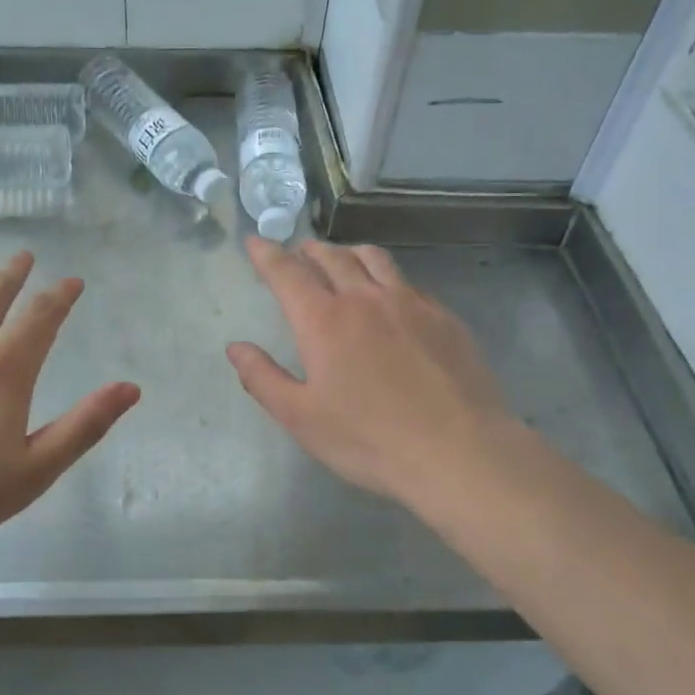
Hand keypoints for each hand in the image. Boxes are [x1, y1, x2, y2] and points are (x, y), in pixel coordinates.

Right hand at [227, 238, 535, 518]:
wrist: (459, 452)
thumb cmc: (369, 439)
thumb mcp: (302, 418)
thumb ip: (263, 379)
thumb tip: (236, 348)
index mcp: (324, 321)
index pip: (287, 273)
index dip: (267, 255)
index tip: (256, 242)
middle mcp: (365, 299)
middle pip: (331, 257)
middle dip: (308, 250)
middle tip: (298, 253)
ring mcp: (410, 303)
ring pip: (374, 259)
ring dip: (348, 253)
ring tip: (341, 260)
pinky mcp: (444, 317)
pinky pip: (408, 283)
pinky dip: (387, 278)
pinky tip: (391, 296)